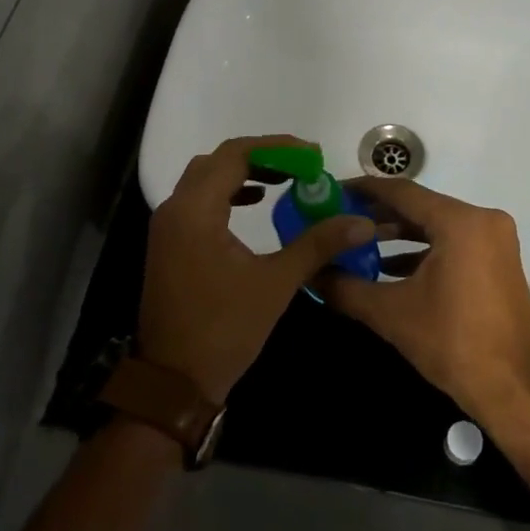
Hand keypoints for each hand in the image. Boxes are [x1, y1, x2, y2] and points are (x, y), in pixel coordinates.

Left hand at [141, 136, 375, 404]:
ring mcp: (168, 226)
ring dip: (244, 172)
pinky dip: (228, 192)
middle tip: (302, 165)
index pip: (235, 155)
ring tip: (285, 179)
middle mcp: (176, 209)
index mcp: (196, 211)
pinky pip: (199, 200)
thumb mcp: (276, 283)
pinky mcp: (170, 243)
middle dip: (262, 156)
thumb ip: (317, 245)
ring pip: (206, 178)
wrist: (173, 382)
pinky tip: (254, 203)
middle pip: (219, 161)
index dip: (276, 148)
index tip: (313, 156)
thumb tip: (361, 222)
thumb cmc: (224, 329)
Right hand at [321, 179, 529, 429]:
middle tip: (338, 218)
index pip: (402, 192)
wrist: (513, 391)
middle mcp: (482, 220)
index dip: (364, 190)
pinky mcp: (497, 261)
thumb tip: (310, 274)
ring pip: (436, 225)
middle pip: (420, 206)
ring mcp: (494, 241)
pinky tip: (388, 266)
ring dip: (398, 234)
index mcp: (460, 222)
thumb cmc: (452, 344)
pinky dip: (422, 251)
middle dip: (377, 214)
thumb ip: (345, 287)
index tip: (333, 192)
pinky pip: (452, 243)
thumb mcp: (391, 313)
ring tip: (356, 242)